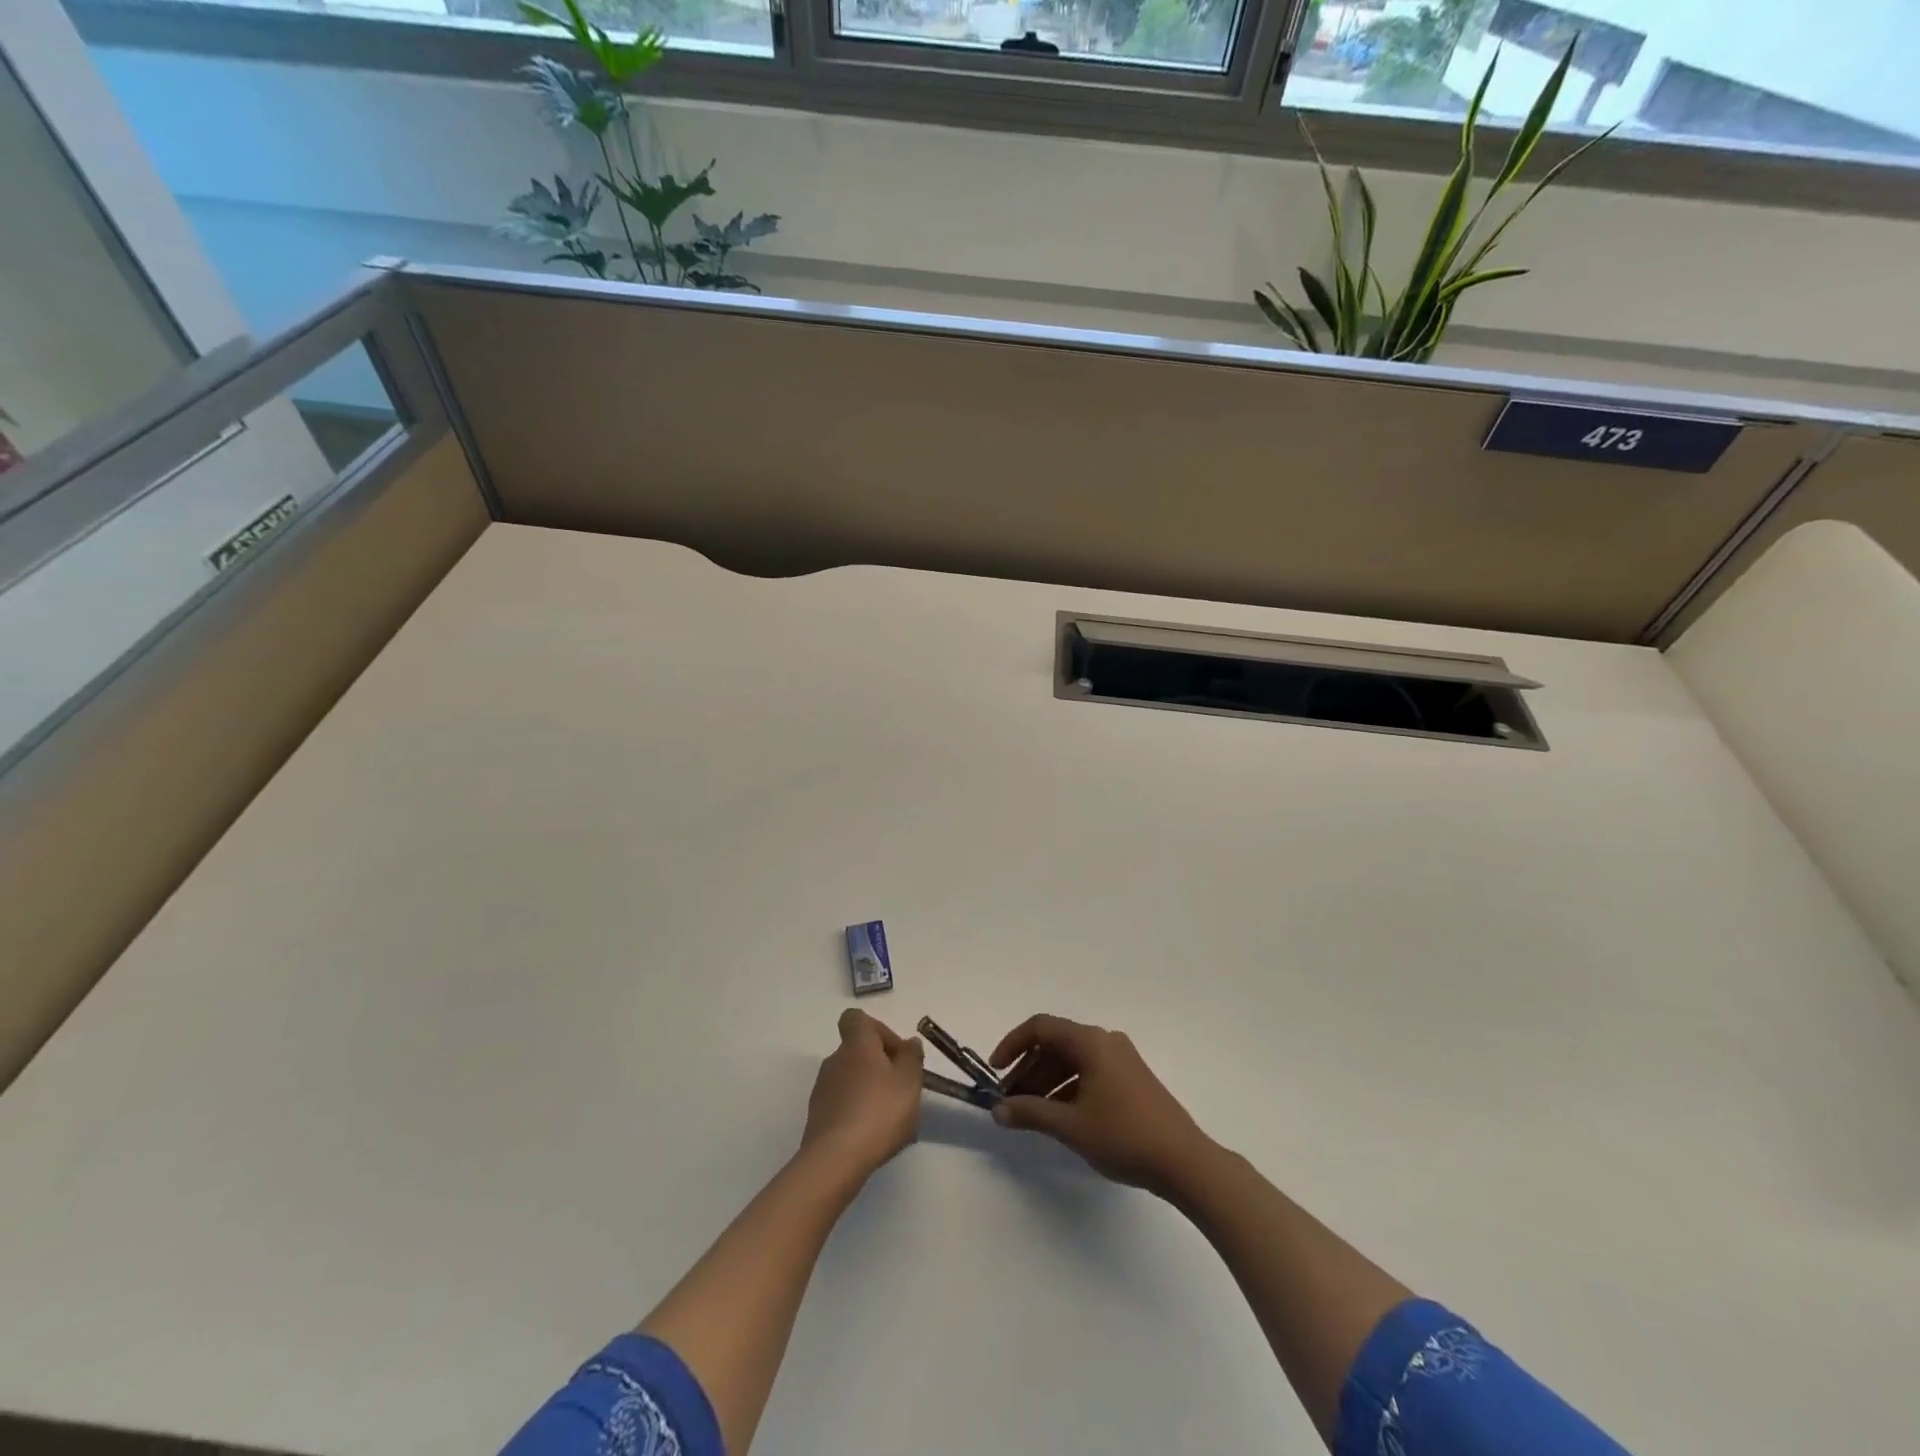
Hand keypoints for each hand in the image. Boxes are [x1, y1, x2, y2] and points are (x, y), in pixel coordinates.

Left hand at [800, 1009, 924, 1180]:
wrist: (835, 1160)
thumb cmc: (878, 1111)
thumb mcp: (909, 1080)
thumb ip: (912, 1056)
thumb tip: (909, 1042)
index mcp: (856, 1045)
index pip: (855, 1018)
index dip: (878, 1030)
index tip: (896, 1053)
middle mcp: (834, 1061)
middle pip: (857, 1052)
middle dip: (881, 1066)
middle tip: (902, 1091)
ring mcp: (823, 1090)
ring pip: (851, 1080)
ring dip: (870, 1091)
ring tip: (891, 1120)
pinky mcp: (818, 1118)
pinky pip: (843, 1105)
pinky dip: (858, 1114)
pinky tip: (874, 1137)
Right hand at [989, 1014, 1209, 1197]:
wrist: (1184, 1162)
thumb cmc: (1124, 1136)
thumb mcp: (1071, 1126)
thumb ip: (1031, 1114)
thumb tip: (998, 1110)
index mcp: (1091, 1042)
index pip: (1041, 1027)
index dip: (1013, 1045)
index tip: (995, 1071)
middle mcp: (1105, 1041)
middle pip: (1056, 1044)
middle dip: (1028, 1070)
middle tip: (1009, 1101)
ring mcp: (1121, 1059)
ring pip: (1072, 1060)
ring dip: (1046, 1082)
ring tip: (1029, 1113)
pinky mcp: (1131, 1079)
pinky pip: (1089, 1073)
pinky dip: (1068, 1088)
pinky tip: (1058, 1117)